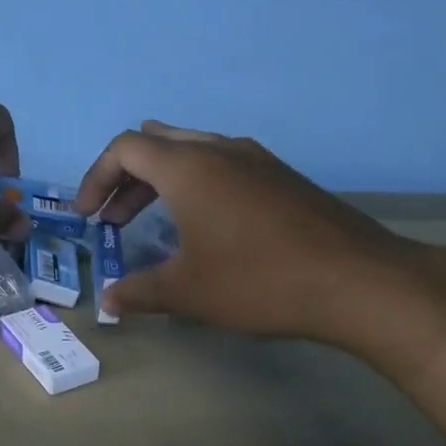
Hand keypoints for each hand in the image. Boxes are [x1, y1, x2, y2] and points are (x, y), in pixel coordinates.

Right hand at [72, 122, 445, 380]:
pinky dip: (196, 186)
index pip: (125, 148)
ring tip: (152, 223)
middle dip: (126, 178)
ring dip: (162, 181)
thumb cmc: (259, 281)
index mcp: (189, 167)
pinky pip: (224, 166)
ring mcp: (258, 160)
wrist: (358, 281)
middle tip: (114, 219)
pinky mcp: (283, 178)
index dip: (96, 179)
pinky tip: (206, 228)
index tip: (87, 217)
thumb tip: (108, 302)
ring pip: (193, 152)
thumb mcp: (189, 292)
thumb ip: (140, 292)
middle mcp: (221, 150)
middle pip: (157, 143)